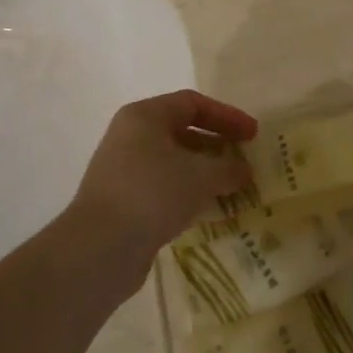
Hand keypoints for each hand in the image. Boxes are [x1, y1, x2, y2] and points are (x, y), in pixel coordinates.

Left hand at [68, 89, 256, 271]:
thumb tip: (244, 170)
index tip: (253, 135)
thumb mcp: (201, 176)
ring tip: (234, 189)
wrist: (99, 249)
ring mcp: (124, 171)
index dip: (227, 116)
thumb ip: (228, 168)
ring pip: (174, 163)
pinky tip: (210, 211)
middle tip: (245, 161)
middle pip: (183, 131)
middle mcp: (131, 137)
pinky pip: (164, 189)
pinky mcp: (124, 203)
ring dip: (205, 174)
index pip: (193, 103)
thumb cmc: (152, 193)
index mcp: (145, 116)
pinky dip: (189, 195)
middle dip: (217, 145)